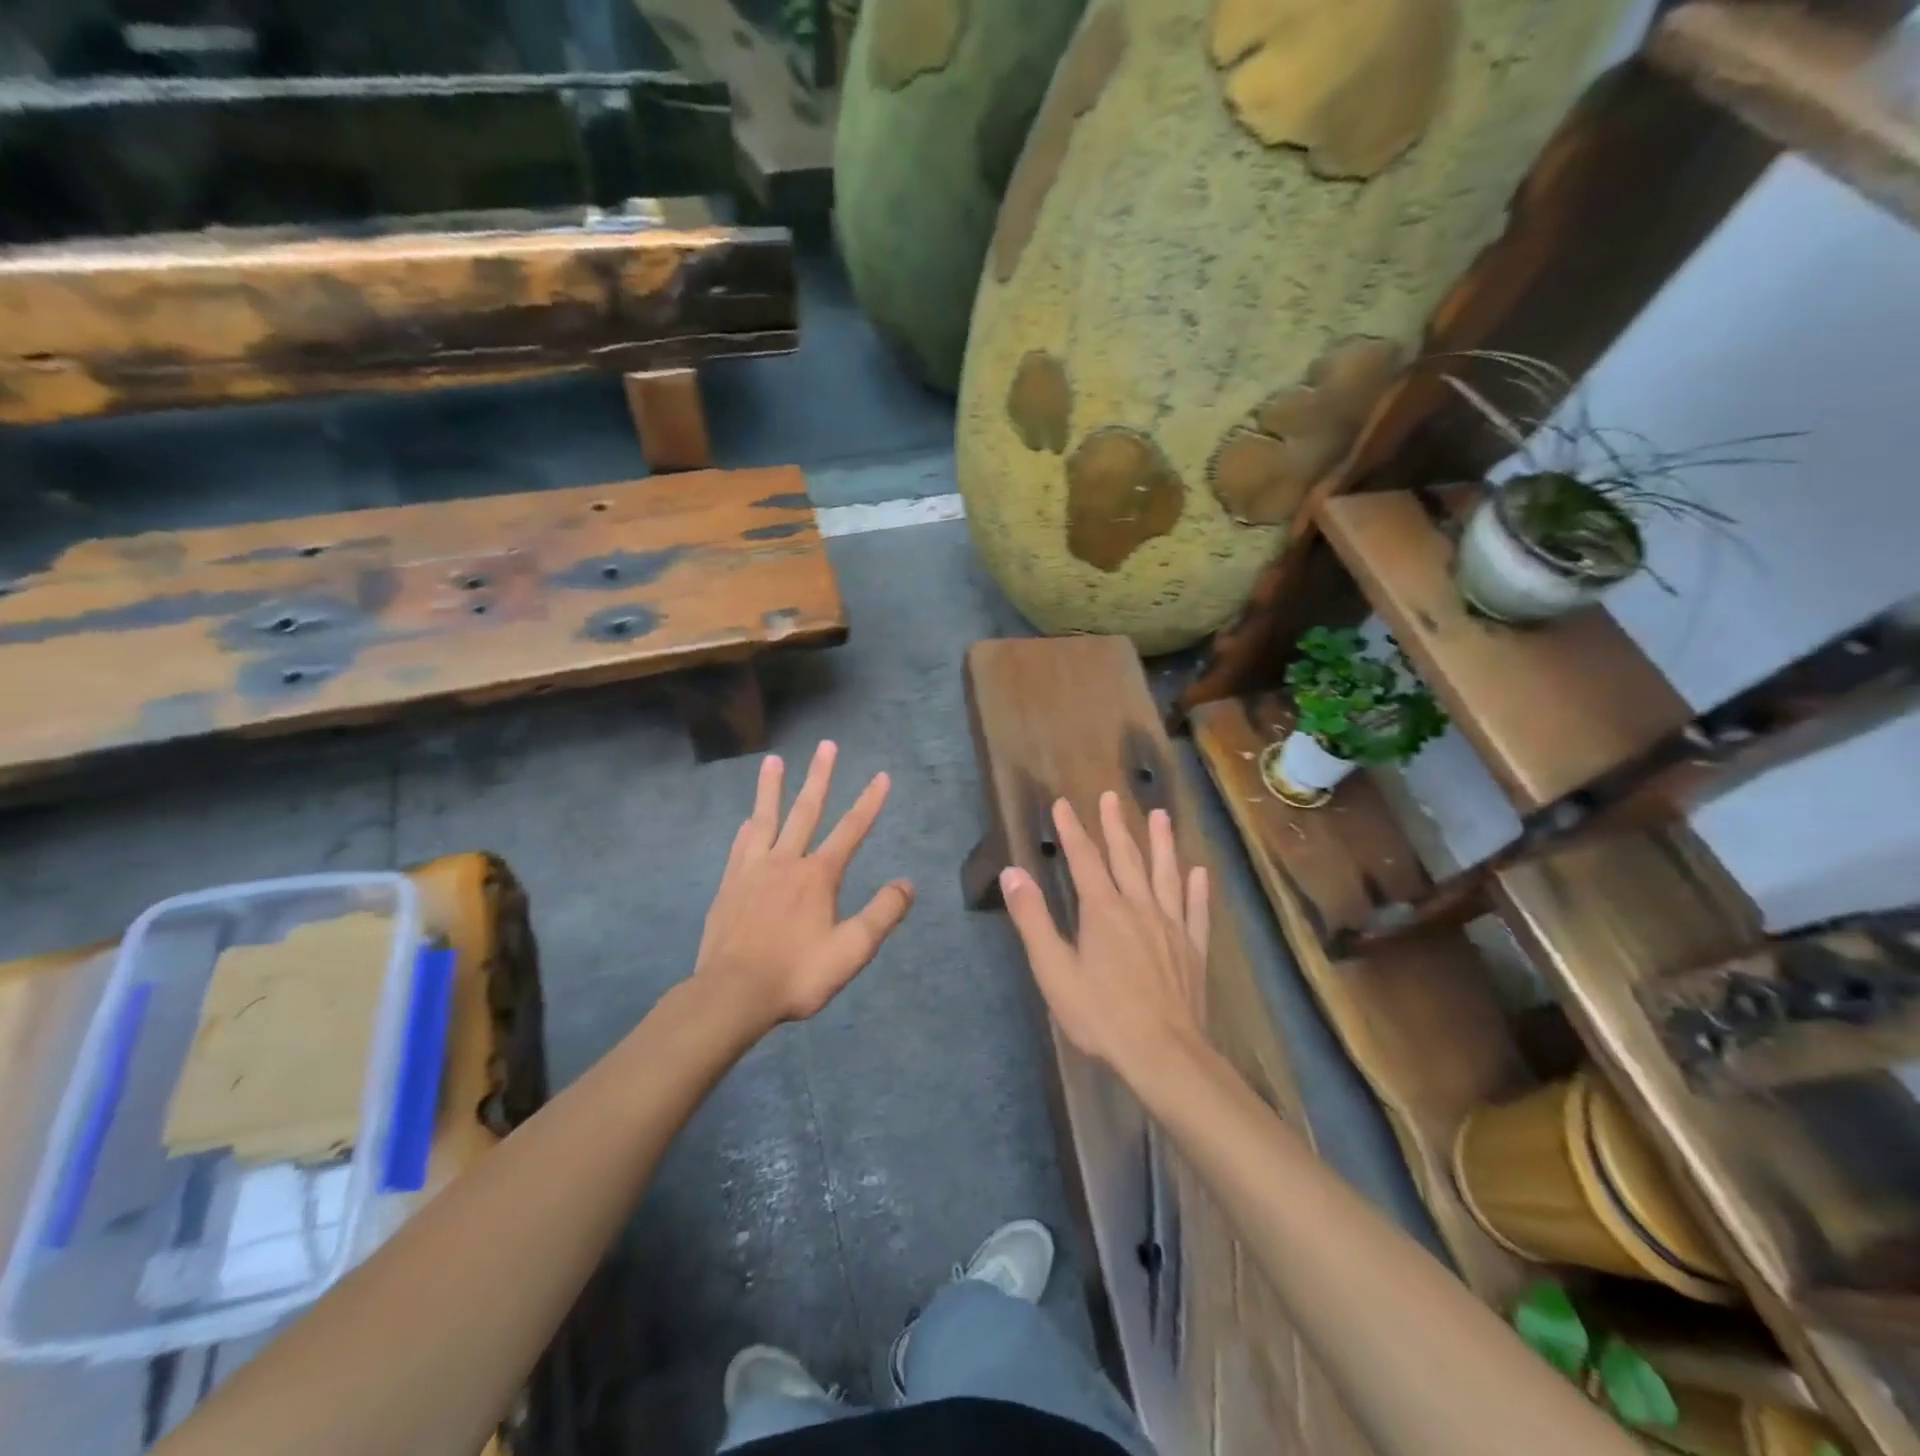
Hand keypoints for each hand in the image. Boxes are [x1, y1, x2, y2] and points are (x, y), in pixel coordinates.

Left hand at [693, 741, 913, 1028]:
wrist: (732, 994)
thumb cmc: (797, 973)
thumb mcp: (852, 950)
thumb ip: (882, 914)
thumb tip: (907, 883)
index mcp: (819, 876)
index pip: (851, 830)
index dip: (870, 802)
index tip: (882, 776)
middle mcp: (787, 862)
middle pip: (806, 811)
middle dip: (820, 777)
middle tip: (826, 745)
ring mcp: (753, 871)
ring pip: (766, 819)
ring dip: (772, 788)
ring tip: (773, 760)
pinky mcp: (730, 886)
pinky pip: (742, 846)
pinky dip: (749, 828)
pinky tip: (748, 820)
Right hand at [1000, 792, 1208, 1085]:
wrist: (1163, 1055)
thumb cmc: (1101, 1014)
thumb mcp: (1054, 970)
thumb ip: (1033, 919)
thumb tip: (1013, 872)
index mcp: (1104, 911)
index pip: (1084, 860)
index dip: (1072, 830)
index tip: (1063, 804)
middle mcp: (1140, 908)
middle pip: (1126, 858)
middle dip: (1115, 826)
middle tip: (1111, 796)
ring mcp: (1171, 927)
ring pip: (1166, 875)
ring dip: (1161, 843)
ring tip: (1160, 815)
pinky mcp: (1193, 950)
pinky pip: (1195, 911)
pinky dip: (1197, 889)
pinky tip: (1199, 872)